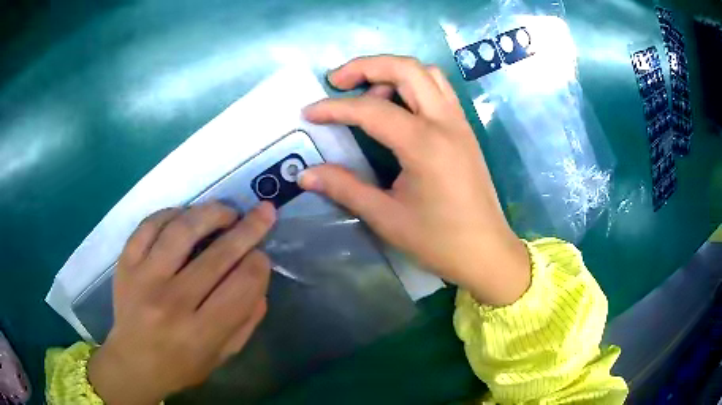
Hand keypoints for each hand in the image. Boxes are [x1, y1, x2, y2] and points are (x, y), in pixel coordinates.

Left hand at [88, 202, 275, 404]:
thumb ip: (246, 320)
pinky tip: (186, 215)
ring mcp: (144, 278)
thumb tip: (259, 276)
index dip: (259, 264)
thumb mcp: (222, 355)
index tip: (262, 256)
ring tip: (226, 212)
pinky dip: (172, 213)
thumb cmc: (181, 365)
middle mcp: (172, 303)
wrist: (133, 363)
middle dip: (248, 229)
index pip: (241, 286)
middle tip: (263, 212)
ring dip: (211, 213)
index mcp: (200, 333)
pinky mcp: (126, 263)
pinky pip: (149, 225)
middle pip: (217, 255)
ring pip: (182, 230)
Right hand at [299, 55, 529, 305]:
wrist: (486, 252)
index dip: (334, 107)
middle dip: (366, 66)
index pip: (371, 109)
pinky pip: (438, 89)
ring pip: (426, 73)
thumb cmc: (439, 241)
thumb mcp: (386, 217)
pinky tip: (397, 105)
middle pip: (405, 68)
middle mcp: (445, 122)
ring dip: (392, 72)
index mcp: (424, 144)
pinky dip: (413, 84)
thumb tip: (306, 174)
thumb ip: (344, 188)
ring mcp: (459, 122)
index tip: (309, 113)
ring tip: (367, 93)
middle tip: (337, 81)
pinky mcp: (465, 129)